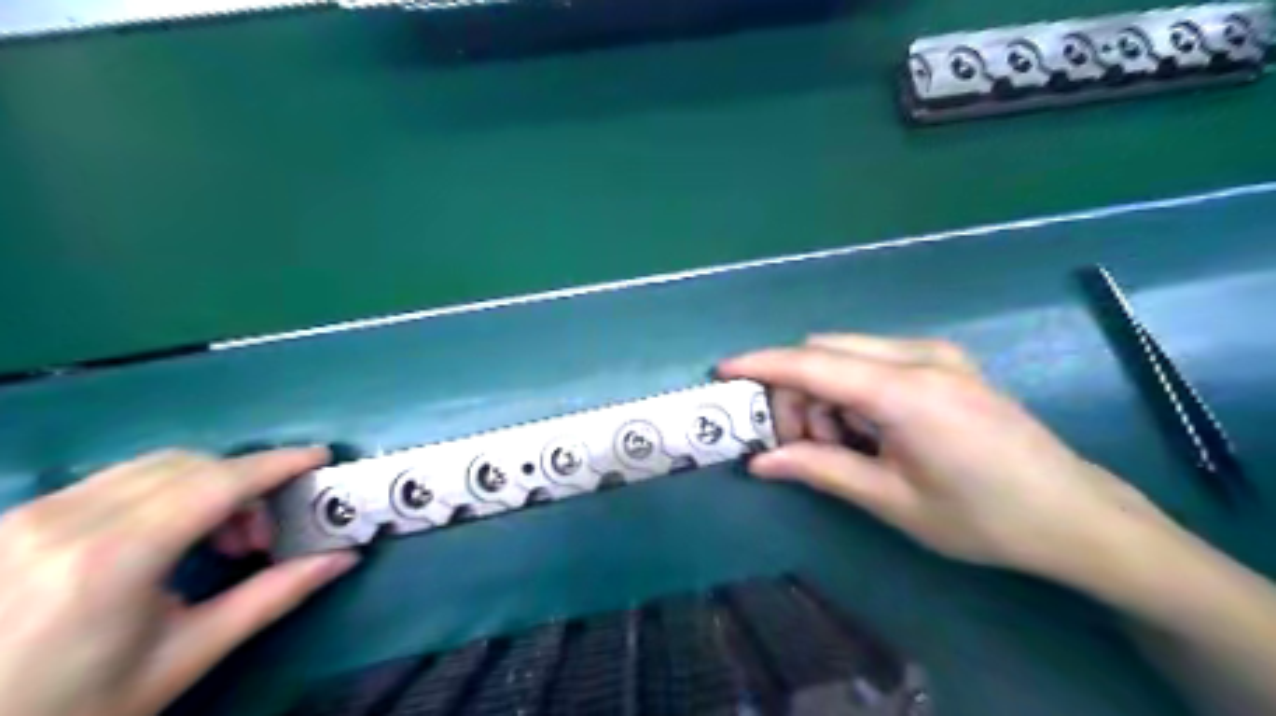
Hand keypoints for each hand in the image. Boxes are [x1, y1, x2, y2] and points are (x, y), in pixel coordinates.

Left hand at [0, 448, 360, 714]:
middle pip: (189, 465)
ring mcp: (28, 516)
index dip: (277, 464)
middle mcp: (65, 521)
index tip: (320, 457)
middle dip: (244, 483)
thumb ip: (273, 596)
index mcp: (113, 558)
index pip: (218, 483)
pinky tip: (165, 536)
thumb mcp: (185, 656)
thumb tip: (345, 558)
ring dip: (205, 485)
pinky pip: (112, 481)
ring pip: (151, 466)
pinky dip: (162, 492)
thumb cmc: (76, 708)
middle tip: (260, 534)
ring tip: (216, 539)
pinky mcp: (11, 521)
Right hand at [716, 334, 1175, 582]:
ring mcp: (937, 354)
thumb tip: (759, 463)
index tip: (723, 370)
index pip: (813, 364)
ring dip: (824, 392)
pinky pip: (875, 359)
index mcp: (907, 392)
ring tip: (841, 444)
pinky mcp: (946, 362)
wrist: (1074, 515)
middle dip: (795, 391)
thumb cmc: (984, 518)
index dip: (763, 364)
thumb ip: (821, 470)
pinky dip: (851, 388)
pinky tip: (868, 428)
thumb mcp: (893, 501)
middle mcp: (920, 357)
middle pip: (825, 352)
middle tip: (799, 444)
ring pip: (847, 353)